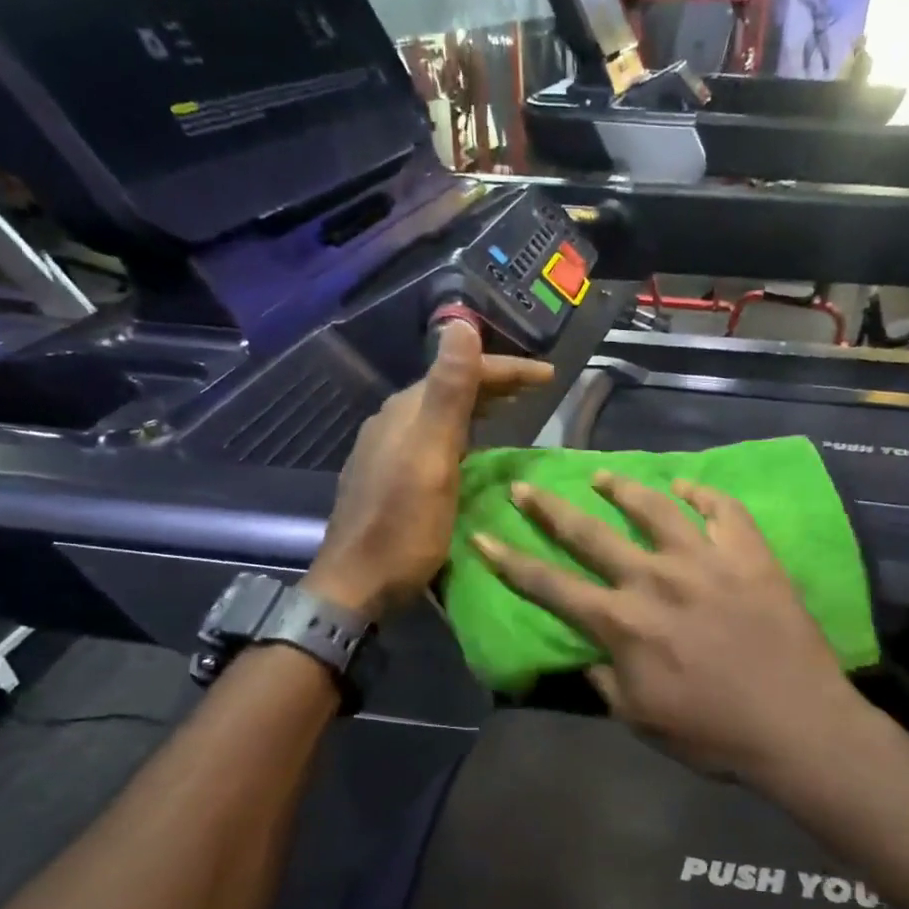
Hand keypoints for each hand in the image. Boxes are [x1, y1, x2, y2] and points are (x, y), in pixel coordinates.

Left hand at [308, 323, 552, 618]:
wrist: (356, 584)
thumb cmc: (402, 526)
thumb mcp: (432, 458)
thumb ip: (448, 393)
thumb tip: (461, 323)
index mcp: (406, 412)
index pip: (462, 371)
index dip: (508, 369)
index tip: (551, 377)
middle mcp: (393, 422)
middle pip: (450, 388)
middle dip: (494, 382)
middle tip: (537, 390)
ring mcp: (386, 449)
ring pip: (440, 413)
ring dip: (478, 406)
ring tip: (513, 410)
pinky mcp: (387, 476)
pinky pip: (432, 437)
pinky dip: (462, 432)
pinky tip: (473, 448)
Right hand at [472, 474, 864, 782]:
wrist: (796, 724)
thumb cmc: (712, 732)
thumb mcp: (639, 719)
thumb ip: (605, 680)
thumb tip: (590, 654)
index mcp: (622, 623)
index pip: (550, 586)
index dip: (510, 561)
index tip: (483, 535)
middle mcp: (654, 578)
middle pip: (590, 533)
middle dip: (550, 508)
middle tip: (526, 486)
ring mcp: (705, 560)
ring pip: (654, 507)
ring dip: (622, 487)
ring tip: (601, 475)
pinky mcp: (749, 554)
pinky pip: (722, 509)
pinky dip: (702, 492)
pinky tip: (687, 485)